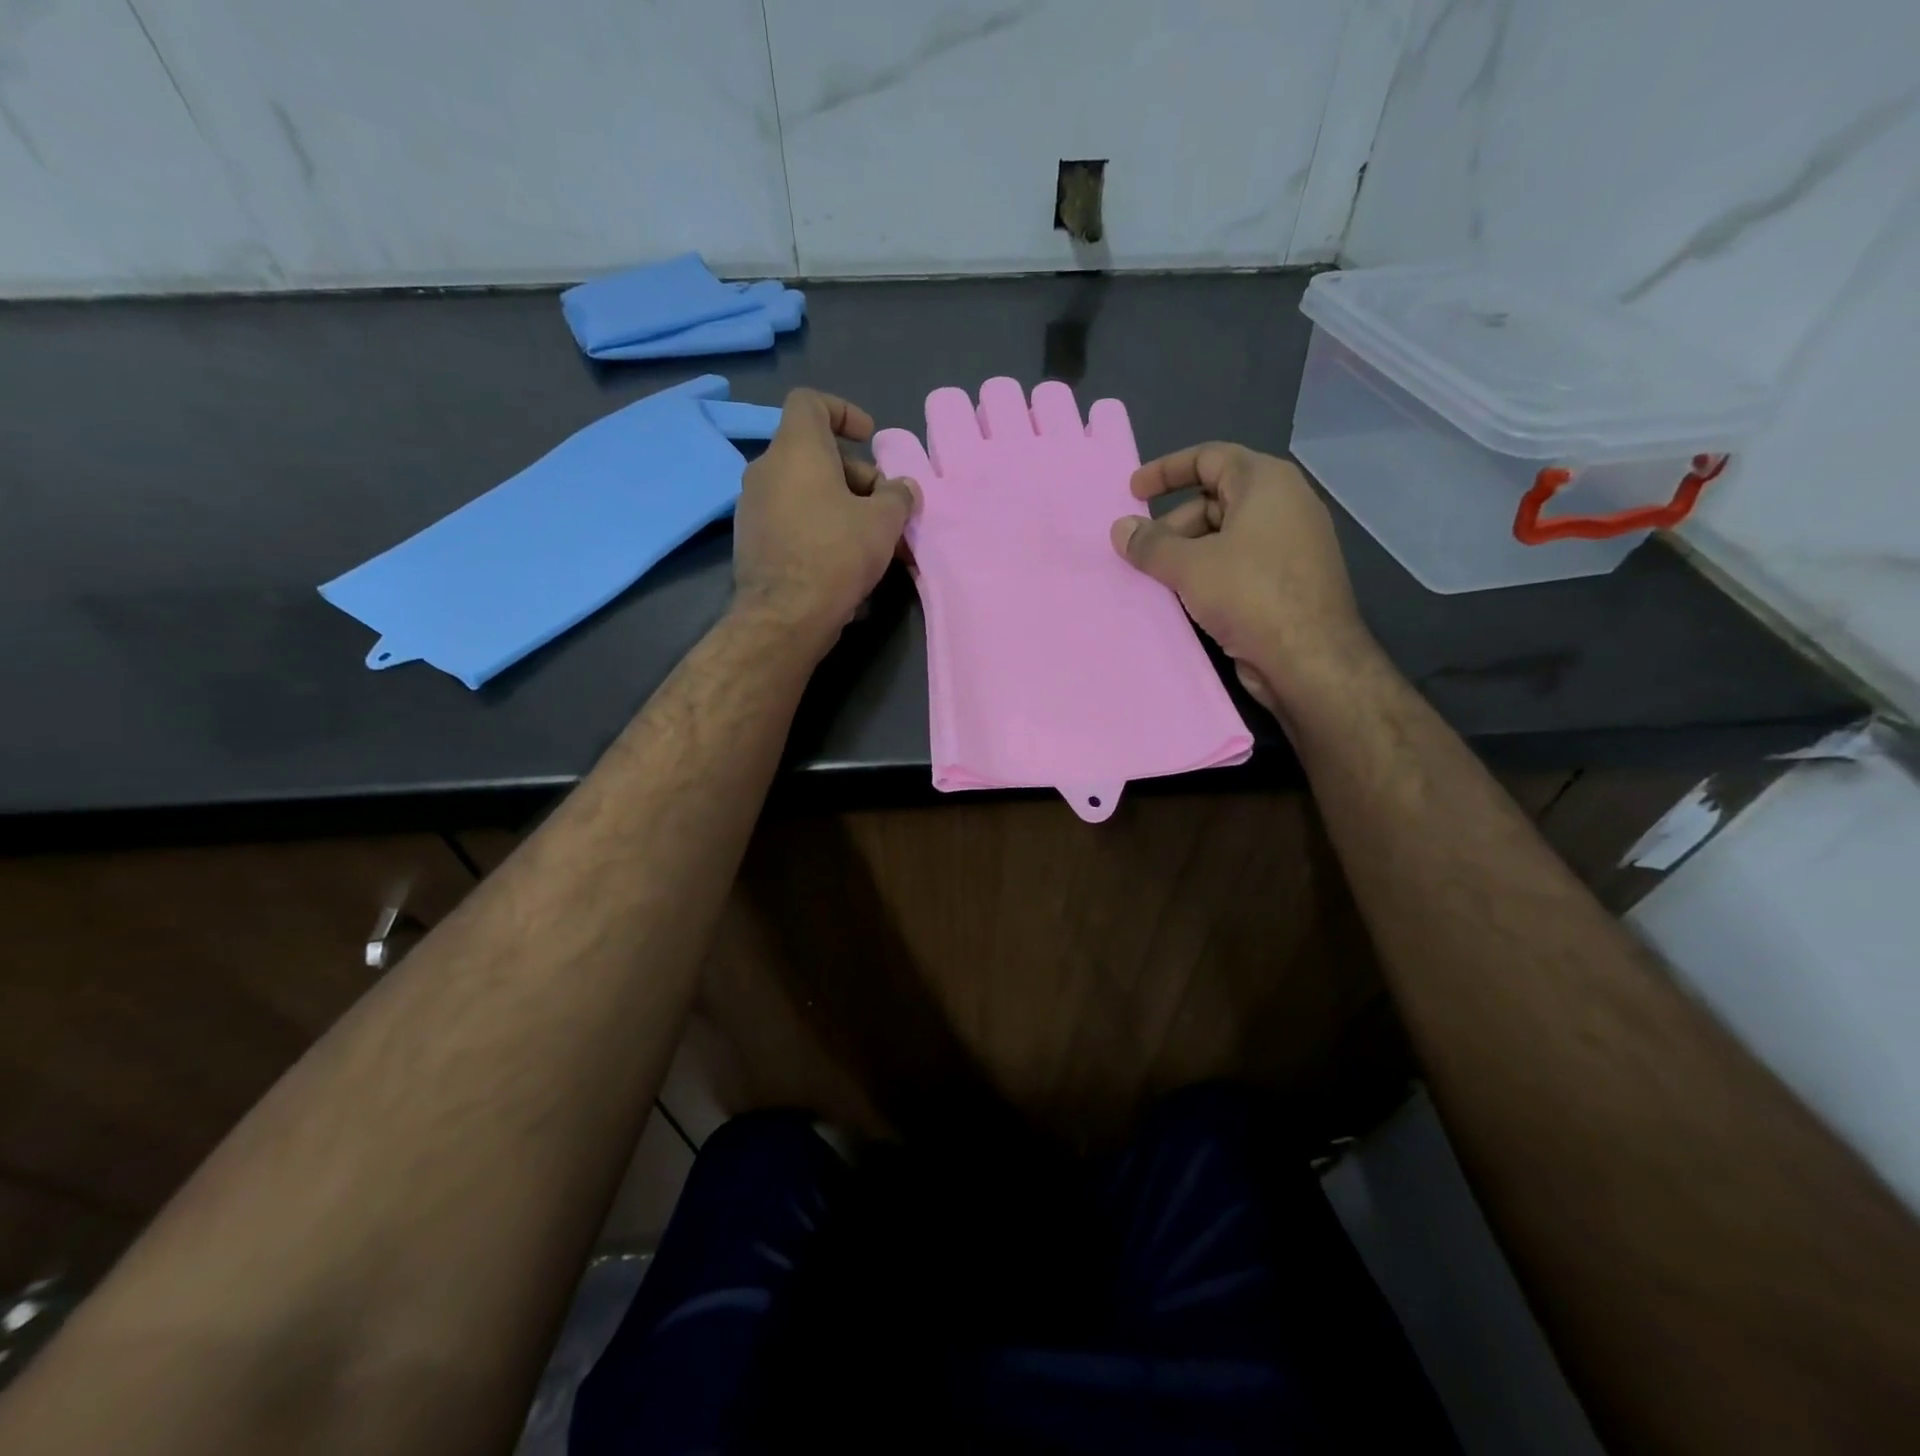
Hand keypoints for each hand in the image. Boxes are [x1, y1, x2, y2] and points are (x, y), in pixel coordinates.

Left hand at [732, 388, 917, 645]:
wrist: (785, 615)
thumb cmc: (837, 553)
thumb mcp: (884, 522)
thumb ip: (898, 495)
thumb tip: (902, 488)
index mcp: (795, 449)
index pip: (810, 403)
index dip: (843, 411)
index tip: (868, 437)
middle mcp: (766, 469)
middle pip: (813, 454)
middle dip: (855, 475)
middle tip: (885, 506)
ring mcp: (752, 507)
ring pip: (804, 490)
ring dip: (840, 505)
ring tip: (872, 539)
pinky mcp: (751, 541)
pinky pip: (791, 519)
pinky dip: (819, 526)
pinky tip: (844, 560)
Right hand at [1110, 443, 1374, 716]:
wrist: (1309, 658)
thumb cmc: (1250, 594)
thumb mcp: (1189, 566)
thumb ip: (1150, 544)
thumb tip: (1121, 528)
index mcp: (1266, 483)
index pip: (1209, 457)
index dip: (1166, 470)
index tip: (1132, 492)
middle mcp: (1282, 506)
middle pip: (1214, 500)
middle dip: (1172, 524)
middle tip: (1140, 553)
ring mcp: (1288, 546)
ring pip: (1224, 537)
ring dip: (1185, 554)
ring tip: (1155, 580)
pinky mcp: (1287, 582)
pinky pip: (1237, 566)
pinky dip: (1207, 575)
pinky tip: (1182, 599)